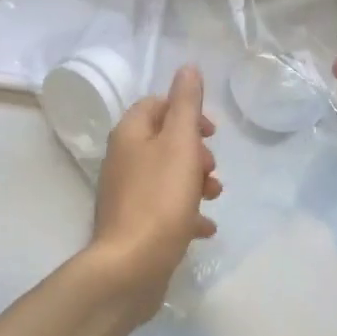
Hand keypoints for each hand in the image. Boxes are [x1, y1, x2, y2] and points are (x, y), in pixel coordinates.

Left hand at [88, 65, 220, 322]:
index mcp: (130, 135)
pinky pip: (165, 209)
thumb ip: (186, 104)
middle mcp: (123, 160)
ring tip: (213, 196)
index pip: (156, 105)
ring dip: (195, 181)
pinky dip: (186, 212)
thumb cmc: (159, 199)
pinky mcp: (134, 225)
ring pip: (167, 175)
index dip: (186, 111)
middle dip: (195, 151)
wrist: (130, 268)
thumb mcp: (180, 143)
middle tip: (211, 168)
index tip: (210, 132)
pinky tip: (205, 228)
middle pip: (164, 141)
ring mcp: (127, 194)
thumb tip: (187, 67)